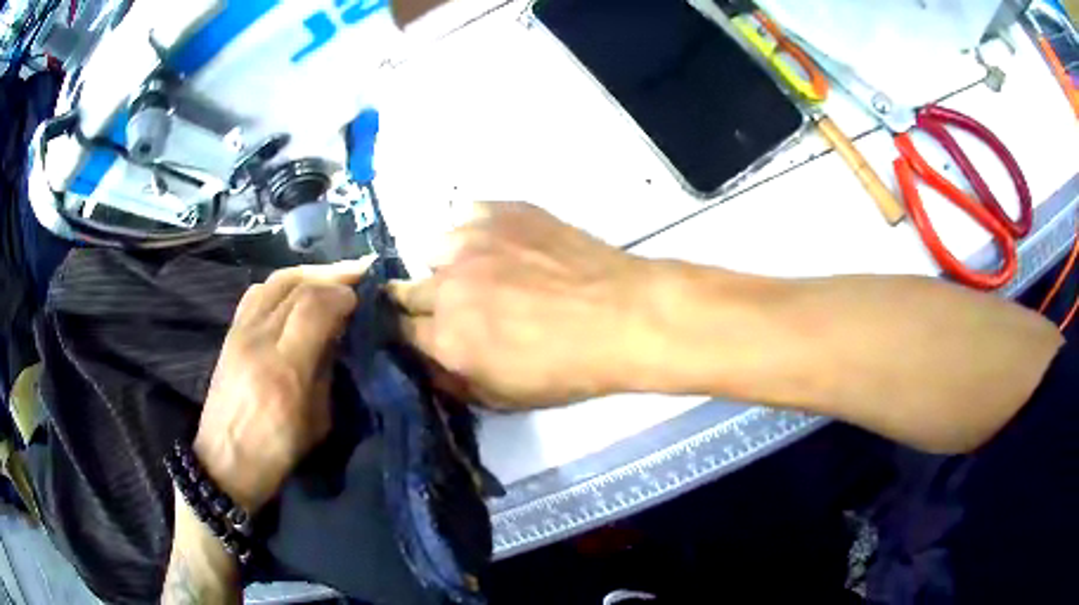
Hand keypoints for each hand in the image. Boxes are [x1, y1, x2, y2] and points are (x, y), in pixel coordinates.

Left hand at [193, 259, 373, 511]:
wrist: (225, 462)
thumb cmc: (276, 452)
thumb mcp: (317, 421)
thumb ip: (327, 370)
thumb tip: (338, 333)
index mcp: (285, 368)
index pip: (314, 305)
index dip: (342, 293)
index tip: (360, 299)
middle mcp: (259, 339)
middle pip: (297, 285)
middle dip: (332, 276)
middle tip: (356, 277)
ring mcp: (240, 332)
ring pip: (276, 280)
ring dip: (308, 274)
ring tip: (330, 279)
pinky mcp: (230, 332)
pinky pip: (258, 291)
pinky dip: (284, 284)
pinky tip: (297, 292)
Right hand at [389, 202, 658, 408]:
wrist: (622, 315)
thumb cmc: (568, 367)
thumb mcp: (504, 398)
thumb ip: (453, 383)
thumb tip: (427, 361)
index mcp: (445, 337)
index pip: (397, 331)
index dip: (408, 334)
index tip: (421, 333)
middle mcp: (446, 286)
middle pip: (405, 290)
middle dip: (420, 303)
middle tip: (454, 308)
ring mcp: (471, 242)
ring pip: (432, 250)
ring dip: (446, 265)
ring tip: (480, 272)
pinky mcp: (498, 212)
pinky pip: (464, 217)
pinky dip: (472, 232)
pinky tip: (498, 244)